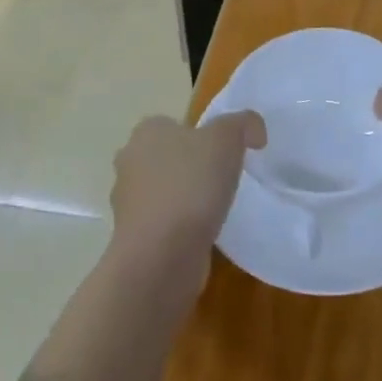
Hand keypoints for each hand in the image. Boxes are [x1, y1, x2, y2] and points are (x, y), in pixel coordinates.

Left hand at [109, 112, 265, 296]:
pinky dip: (180, 227)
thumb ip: (243, 124)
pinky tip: (201, 236)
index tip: (226, 154)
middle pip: (168, 157)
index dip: (201, 136)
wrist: (161, 255)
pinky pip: (163, 223)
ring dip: (185, 199)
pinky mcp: (134, 237)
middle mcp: (130, 161)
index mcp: (147, 132)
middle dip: (191, 167)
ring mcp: (128, 202)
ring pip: (163, 191)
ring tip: (215, 210)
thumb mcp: (226, 139)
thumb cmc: (190, 185)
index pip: (175, 125)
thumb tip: (253, 131)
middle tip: (223, 180)